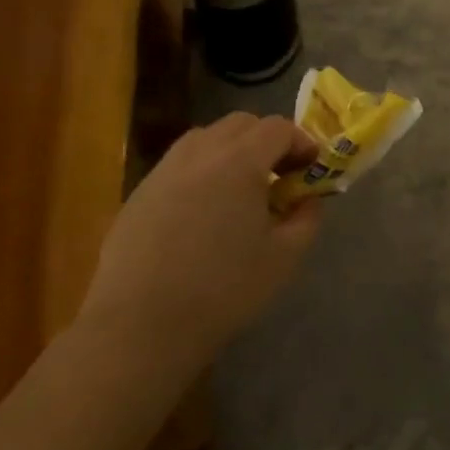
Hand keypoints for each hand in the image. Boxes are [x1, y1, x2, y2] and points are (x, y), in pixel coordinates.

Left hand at [79, 114, 322, 372]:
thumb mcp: (285, 256)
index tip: (311, 169)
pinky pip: (179, 165)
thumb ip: (306, 217)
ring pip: (205, 138)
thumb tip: (307, 198)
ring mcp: (163, 171)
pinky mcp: (139, 194)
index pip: (278, 128)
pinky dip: (201, 172)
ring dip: (231, 151)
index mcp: (239, 162)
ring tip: (240, 190)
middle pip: (240, 124)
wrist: (142, 326)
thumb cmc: (224, 289)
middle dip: (267, 140)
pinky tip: (203, 213)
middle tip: (279, 176)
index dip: (301, 142)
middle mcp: (199, 154)